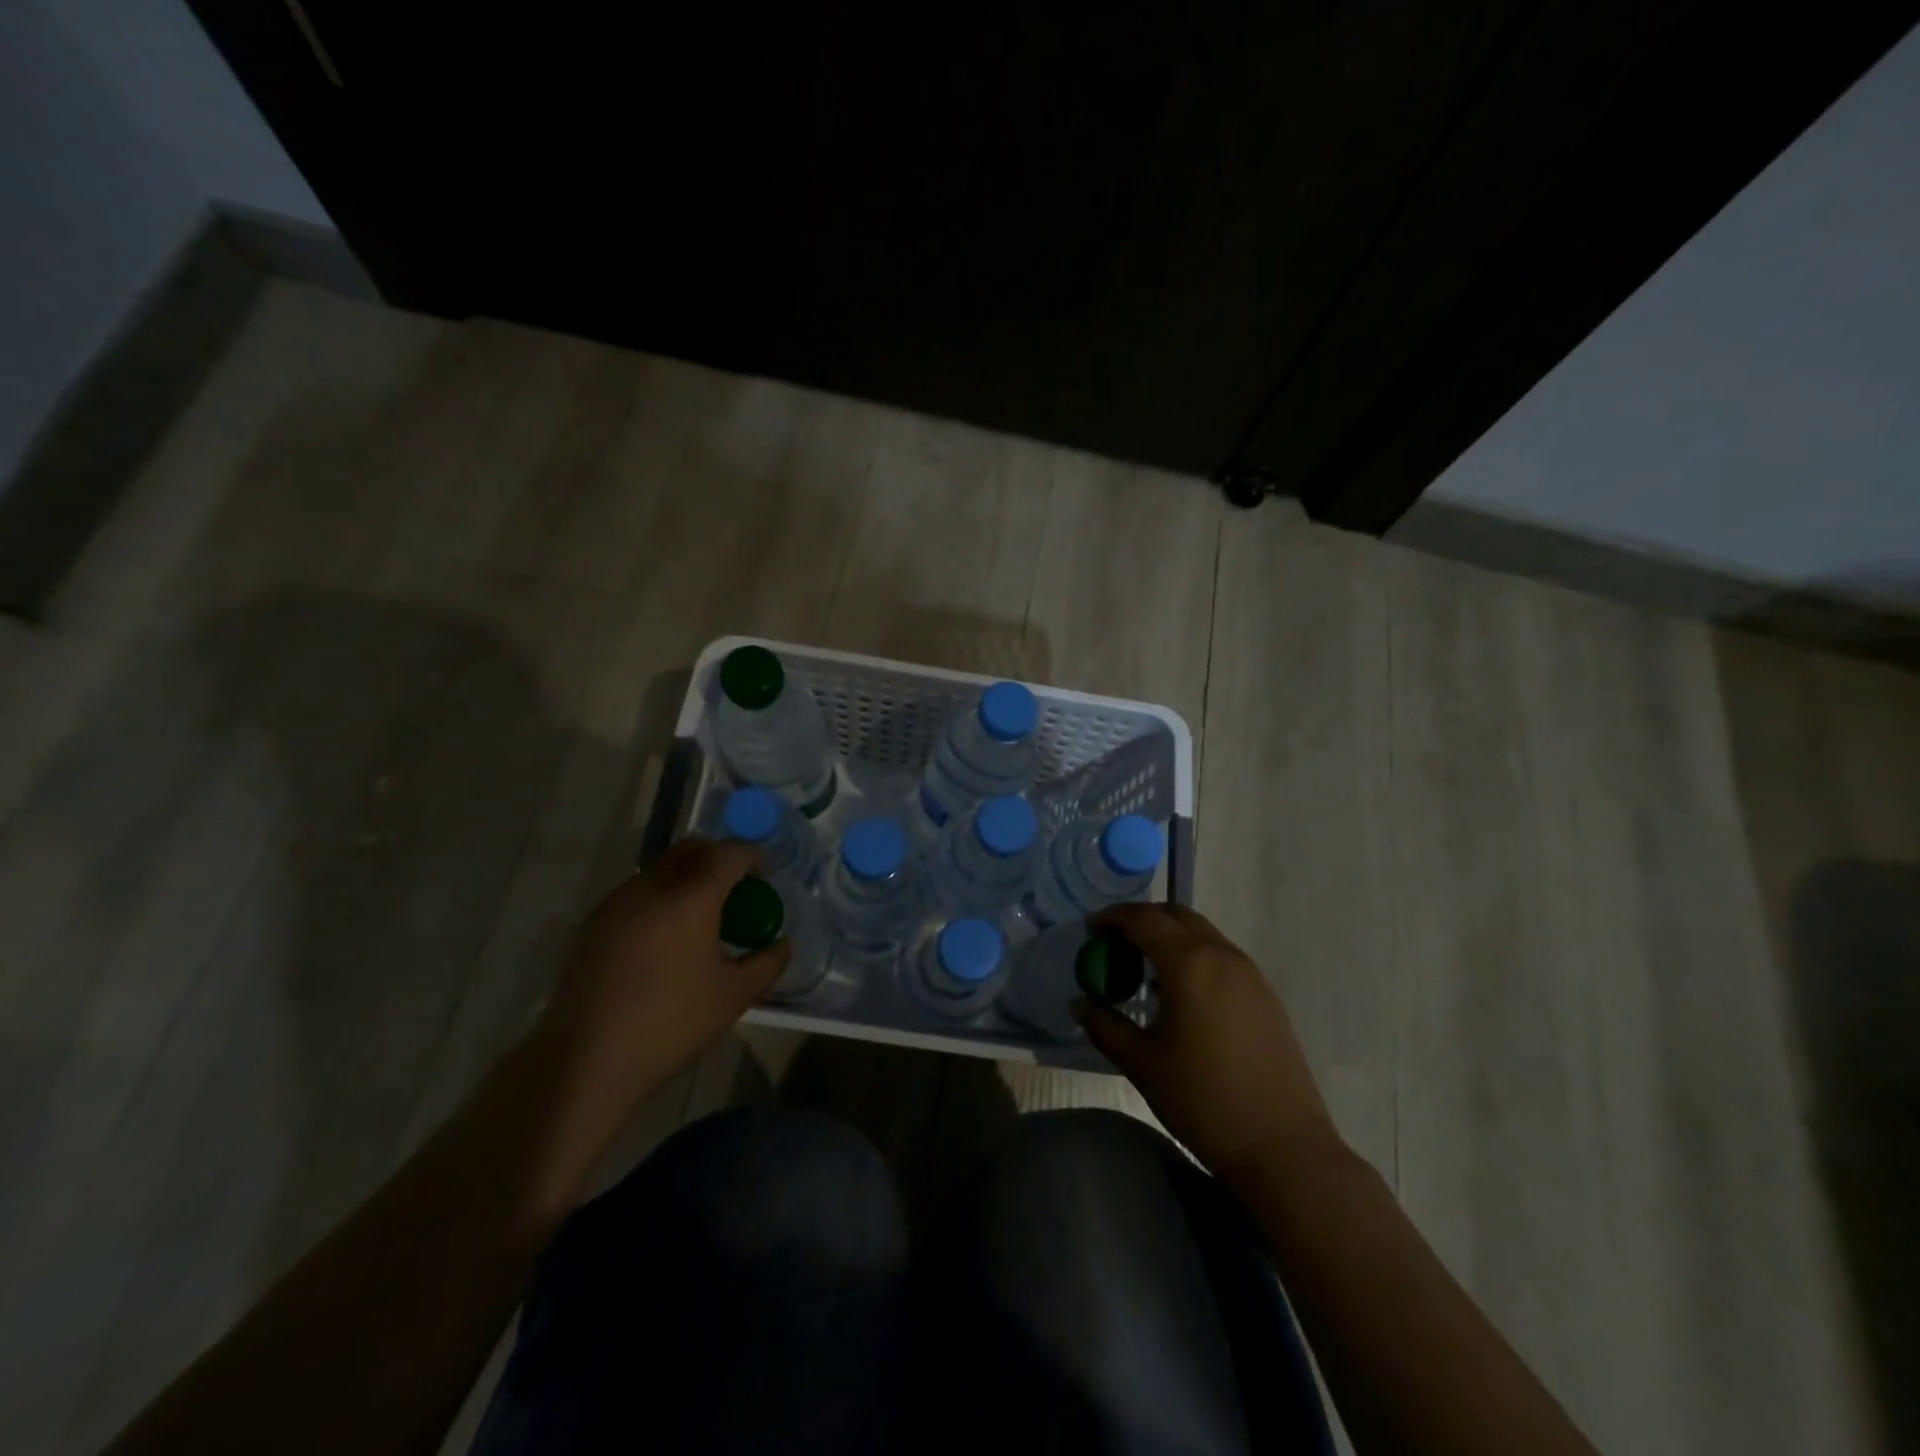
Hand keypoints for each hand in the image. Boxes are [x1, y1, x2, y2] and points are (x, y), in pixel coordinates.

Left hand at [537, 838, 789, 1109]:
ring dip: (689, 875)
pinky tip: (667, 936)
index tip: (765, 876)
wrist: (586, 1060)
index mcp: (690, 898)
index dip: (752, 857)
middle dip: (720, 857)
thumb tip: (782, 943)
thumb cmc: (670, 1024)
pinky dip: (662, 895)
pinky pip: (638, 890)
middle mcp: (652, 887)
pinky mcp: (595, 922)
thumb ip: (768, 963)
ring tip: (702, 913)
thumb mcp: (734, 997)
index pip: (728, 854)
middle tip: (737, 886)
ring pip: (662, 867)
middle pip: (692, 849)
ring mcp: (618, 901)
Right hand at [1076, 903, 1342, 1191]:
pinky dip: (1194, 956)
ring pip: (1202, 933)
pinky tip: (1181, 994)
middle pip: (1176, 916)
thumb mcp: (1142, 1064)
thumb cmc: (1203, 1101)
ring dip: (1170, 937)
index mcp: (1190, 964)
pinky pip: (1221, 956)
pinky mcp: (1266, 995)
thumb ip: (1105, 1027)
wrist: (1283, 1147)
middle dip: (1142, 920)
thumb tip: (1081, 1005)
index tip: (1090, 929)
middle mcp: (1222, 956)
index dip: (1113, 918)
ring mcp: (1250, 974)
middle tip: (1115, 942)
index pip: (1144, 920)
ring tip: (1144, 968)